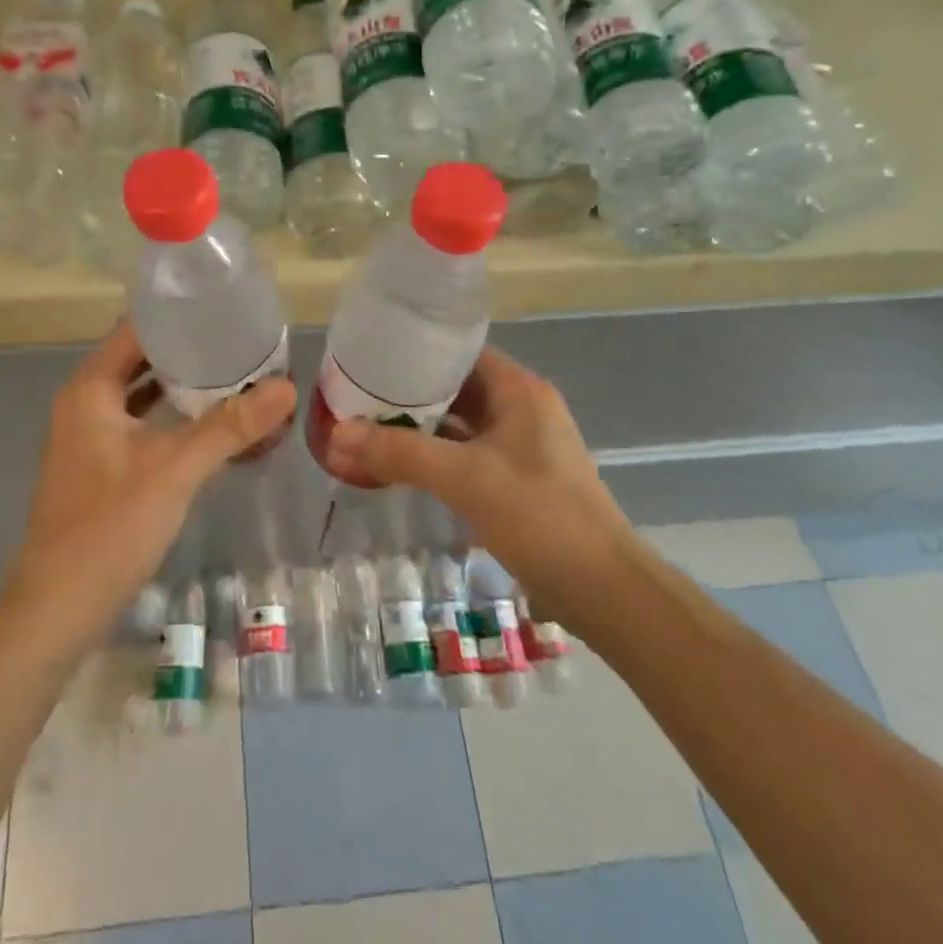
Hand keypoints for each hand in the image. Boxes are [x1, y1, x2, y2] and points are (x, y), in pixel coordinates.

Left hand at [5, 320, 295, 643]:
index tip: (225, 306)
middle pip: (143, 359)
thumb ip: (230, 426)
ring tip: (239, 373)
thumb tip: (287, 387)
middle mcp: (86, 402)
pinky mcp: (104, 464)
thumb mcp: (175, 469)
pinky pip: (145, 424)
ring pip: (145, 394)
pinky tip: (216, 423)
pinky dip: (177, 419)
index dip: (179, 315)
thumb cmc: (109, 527)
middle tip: (244, 340)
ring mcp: (93, 435)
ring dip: (186, 386)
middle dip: (192, 350)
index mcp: (90, 389)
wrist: (57, 611)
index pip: (136, 329)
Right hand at [323, 345, 629, 611]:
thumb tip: (337, 434)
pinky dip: (436, 456)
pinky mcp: (518, 479)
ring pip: (460, 424)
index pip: (458, 352)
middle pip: (456, 388)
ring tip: (367, 427)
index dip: (415, 352)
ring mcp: (522, 445)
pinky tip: (400, 466)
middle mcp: (521, 408)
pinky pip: (467, 453)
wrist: (606, 591)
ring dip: (420, 427)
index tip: (370, 359)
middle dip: (408, 394)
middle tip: (357, 396)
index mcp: (518, 389)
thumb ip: (399, 452)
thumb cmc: (540, 517)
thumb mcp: (464, 478)